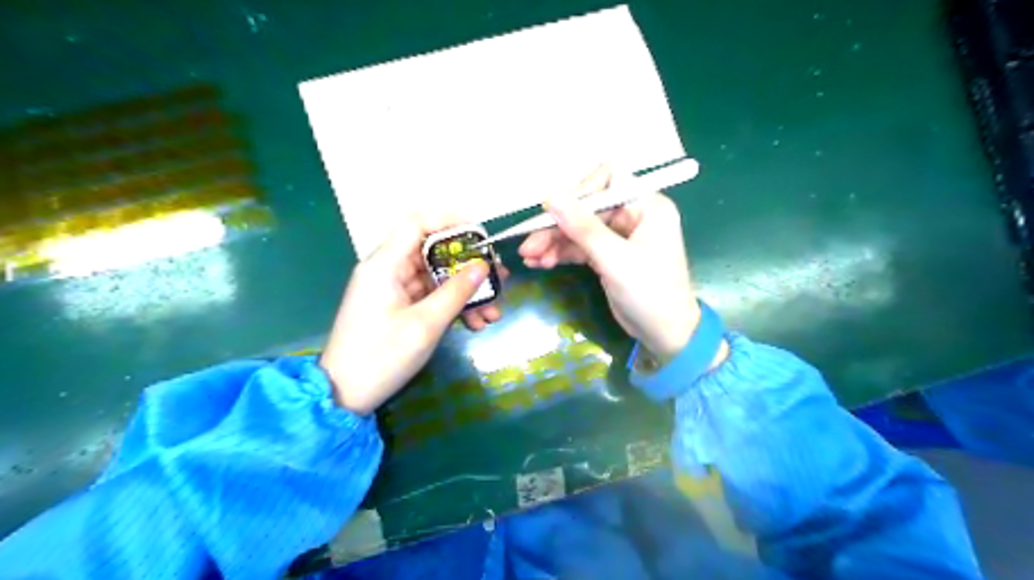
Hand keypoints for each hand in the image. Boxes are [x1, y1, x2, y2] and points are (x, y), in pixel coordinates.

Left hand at [319, 216, 506, 410]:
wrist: (344, 395)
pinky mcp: (399, 308)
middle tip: (499, 279)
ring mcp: (394, 290)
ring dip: (466, 292)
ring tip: (494, 312)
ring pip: (437, 278)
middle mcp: (388, 270)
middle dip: (469, 266)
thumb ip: (456, 292)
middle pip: (433, 253)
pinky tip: (476, 323)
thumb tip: (483, 266)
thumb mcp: (425, 325)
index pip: (417, 224)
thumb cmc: (381, 356)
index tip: (481, 236)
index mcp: (385, 265)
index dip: (449, 222)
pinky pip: (431, 297)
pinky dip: (453, 306)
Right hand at [523, 165, 697, 359]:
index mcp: (647, 206)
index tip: (553, 213)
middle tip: (529, 246)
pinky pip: (582, 246)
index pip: (608, 180)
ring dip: (555, 242)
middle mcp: (634, 214)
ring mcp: (620, 235)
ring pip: (580, 228)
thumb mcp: (615, 260)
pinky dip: (563, 253)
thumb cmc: (649, 294)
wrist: (666, 335)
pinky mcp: (610, 254)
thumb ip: (582, 227)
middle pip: (587, 208)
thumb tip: (550, 197)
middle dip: (558, 226)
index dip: (579, 192)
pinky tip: (541, 262)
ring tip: (531, 258)